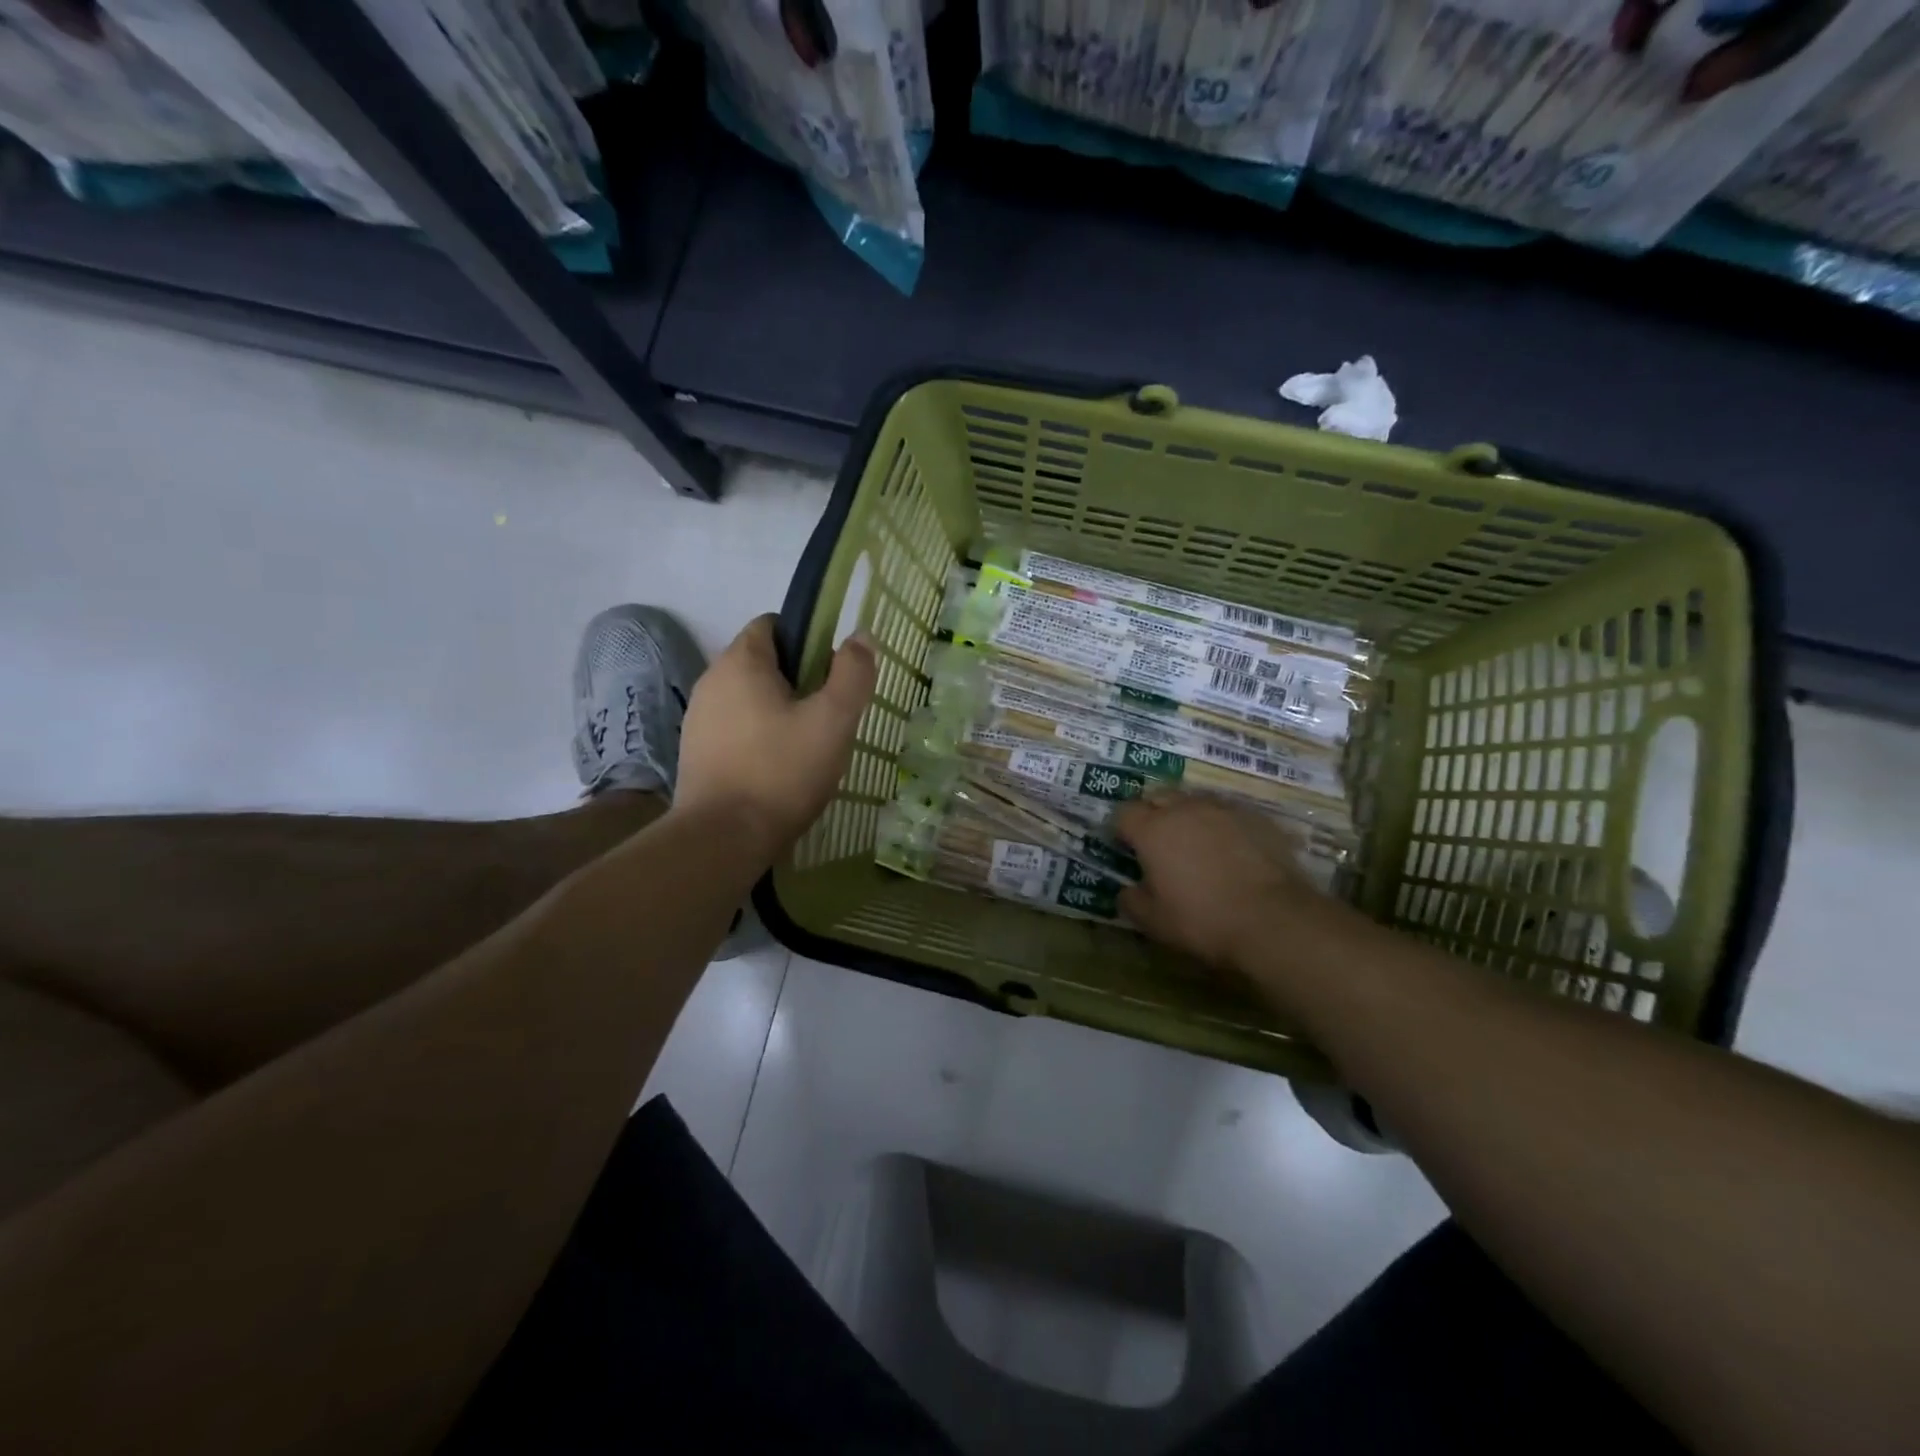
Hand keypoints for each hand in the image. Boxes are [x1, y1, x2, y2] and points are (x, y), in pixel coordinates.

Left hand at [674, 616, 876, 859]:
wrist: (722, 839)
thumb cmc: (782, 771)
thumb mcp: (833, 721)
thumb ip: (852, 673)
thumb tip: (860, 636)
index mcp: (741, 662)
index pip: (773, 624)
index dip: (808, 639)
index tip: (832, 672)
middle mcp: (712, 681)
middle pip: (762, 663)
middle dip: (798, 680)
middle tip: (828, 714)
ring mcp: (698, 718)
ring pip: (749, 698)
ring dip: (778, 711)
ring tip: (807, 746)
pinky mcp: (695, 752)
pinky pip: (735, 729)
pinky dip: (759, 737)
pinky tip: (778, 768)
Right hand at [1114, 794, 1364, 991]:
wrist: (1273, 919)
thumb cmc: (1203, 920)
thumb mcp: (1154, 922)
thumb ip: (1132, 901)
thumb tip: (1127, 890)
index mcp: (1152, 830)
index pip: (1124, 813)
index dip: (1121, 829)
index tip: (1125, 847)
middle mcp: (1185, 809)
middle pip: (1159, 796)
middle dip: (1153, 813)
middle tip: (1158, 841)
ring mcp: (1224, 809)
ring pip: (1196, 801)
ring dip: (1188, 815)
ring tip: (1196, 842)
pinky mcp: (1257, 818)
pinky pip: (1229, 813)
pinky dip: (1222, 825)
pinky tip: (1231, 850)